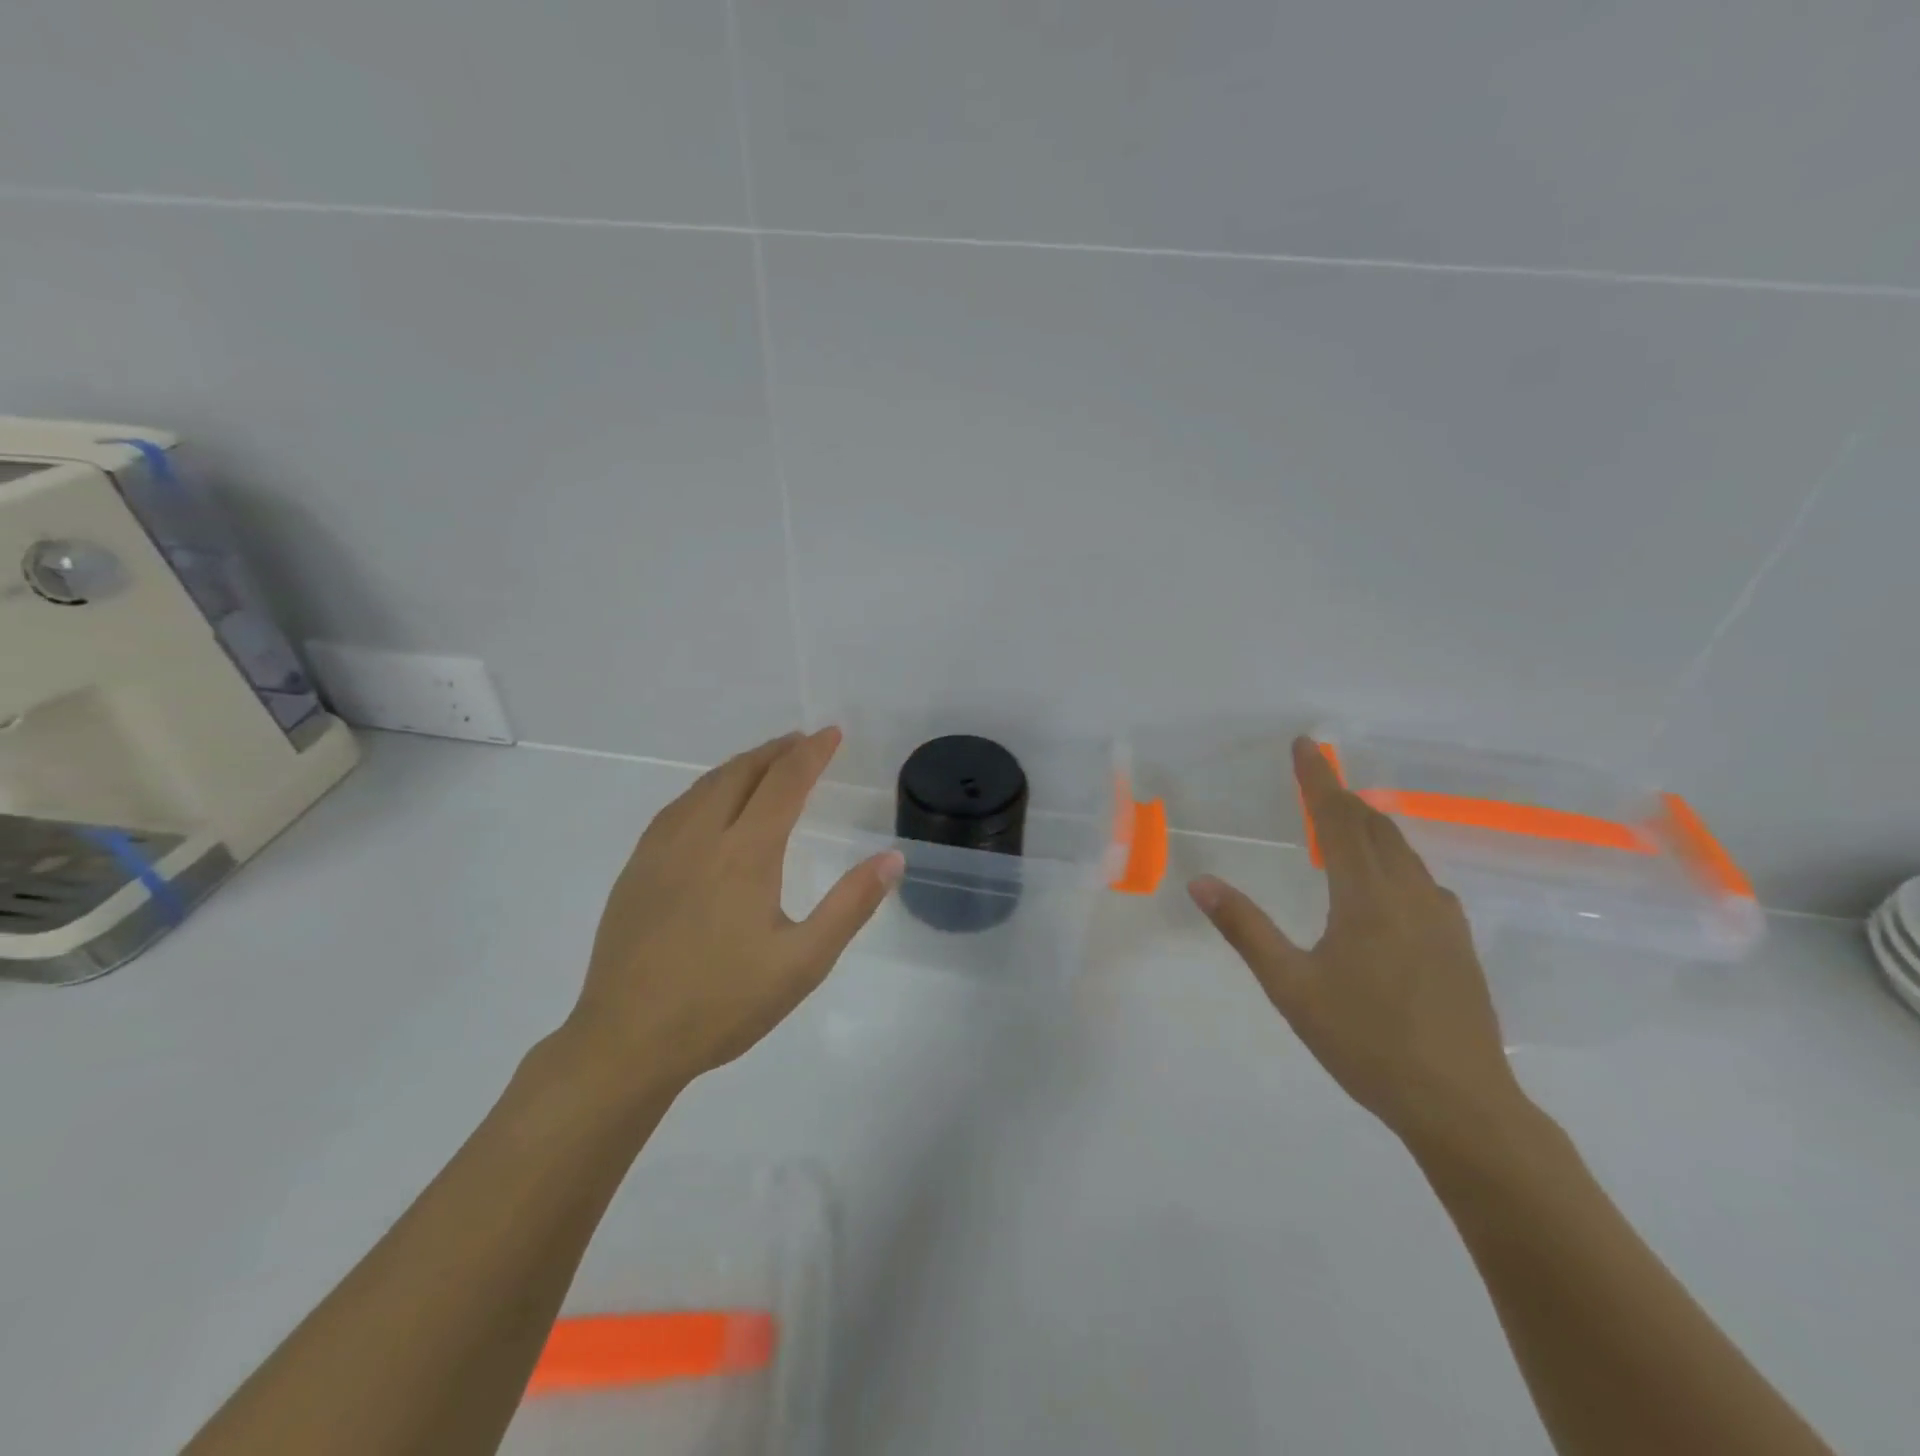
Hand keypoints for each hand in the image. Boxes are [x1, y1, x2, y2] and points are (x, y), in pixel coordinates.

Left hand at [563, 728, 902, 1097]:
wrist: (625, 1041)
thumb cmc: (723, 1004)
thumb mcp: (803, 962)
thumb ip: (850, 905)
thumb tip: (892, 859)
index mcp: (745, 854)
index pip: (784, 783)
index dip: (811, 754)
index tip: (832, 733)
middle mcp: (700, 838)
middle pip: (741, 773)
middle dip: (776, 751)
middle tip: (803, 742)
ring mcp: (660, 851)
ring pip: (704, 787)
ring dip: (740, 765)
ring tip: (764, 762)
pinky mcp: (636, 870)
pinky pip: (677, 808)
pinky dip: (706, 788)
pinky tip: (708, 803)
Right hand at [1190, 737, 1522, 1149]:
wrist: (1462, 1105)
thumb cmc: (1366, 1042)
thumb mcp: (1291, 986)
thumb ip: (1246, 929)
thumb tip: (1201, 883)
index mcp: (1368, 898)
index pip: (1339, 820)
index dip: (1319, 779)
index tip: (1306, 744)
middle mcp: (1411, 895)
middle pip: (1376, 827)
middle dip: (1342, 797)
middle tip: (1315, 779)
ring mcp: (1443, 919)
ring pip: (1403, 852)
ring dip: (1369, 827)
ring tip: (1341, 824)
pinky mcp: (1459, 944)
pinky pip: (1420, 879)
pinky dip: (1392, 860)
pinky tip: (1384, 885)